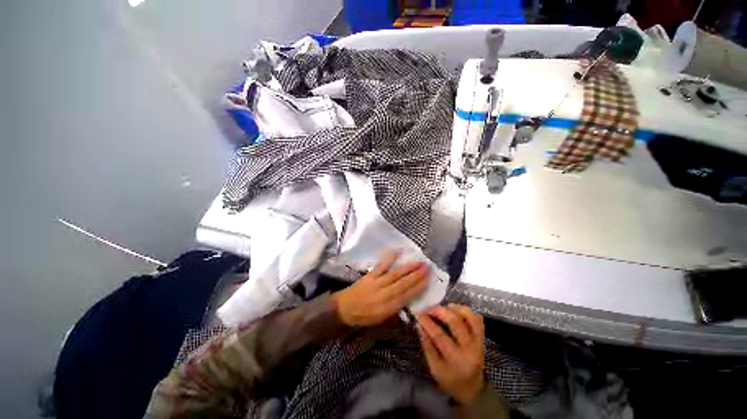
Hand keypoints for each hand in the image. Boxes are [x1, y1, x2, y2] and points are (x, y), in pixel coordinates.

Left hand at [332, 251, 428, 326]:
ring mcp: (376, 283)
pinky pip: (381, 266)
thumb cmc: (364, 316)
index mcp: (387, 308)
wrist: (343, 309)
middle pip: (403, 284)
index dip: (419, 288)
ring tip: (419, 262)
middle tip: (428, 268)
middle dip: (417, 276)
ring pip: (395, 274)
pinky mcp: (370, 275)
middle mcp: (384, 294)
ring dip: (408, 268)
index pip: (407, 296)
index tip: (428, 280)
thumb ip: (396, 312)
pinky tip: (397, 252)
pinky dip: (389, 258)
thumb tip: (409, 303)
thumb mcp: (381, 320)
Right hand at [418, 304, 485, 403]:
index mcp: (456, 360)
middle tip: (429, 309)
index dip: (427, 322)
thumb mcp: (435, 368)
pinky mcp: (482, 338)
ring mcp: (479, 342)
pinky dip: (467, 311)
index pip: (439, 336)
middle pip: (456, 323)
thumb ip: (427, 346)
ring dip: (455, 308)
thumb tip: (419, 325)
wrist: (472, 388)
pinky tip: (456, 311)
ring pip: (470, 318)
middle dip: (439, 311)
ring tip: (444, 307)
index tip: (418, 314)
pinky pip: (478, 319)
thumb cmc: (450, 379)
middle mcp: (470, 349)